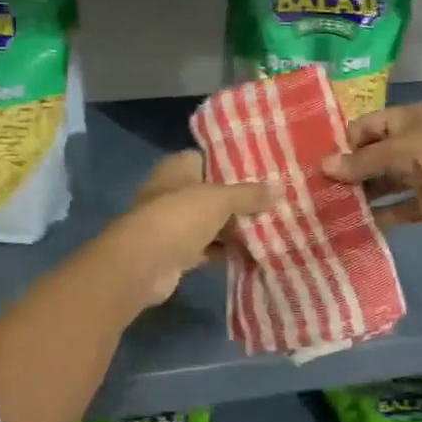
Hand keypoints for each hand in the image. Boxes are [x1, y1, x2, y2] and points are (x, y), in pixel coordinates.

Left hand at [97, 151, 271, 309]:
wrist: (142, 264)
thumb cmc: (179, 217)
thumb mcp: (220, 199)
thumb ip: (249, 194)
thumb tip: (279, 190)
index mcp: (178, 167)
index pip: (210, 158)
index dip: (235, 164)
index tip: (264, 171)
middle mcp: (173, 190)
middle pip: (212, 192)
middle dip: (240, 199)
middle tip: (274, 202)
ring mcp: (172, 223)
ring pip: (211, 221)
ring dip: (234, 228)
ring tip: (271, 227)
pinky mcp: (176, 252)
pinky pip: (207, 247)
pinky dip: (225, 251)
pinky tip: (253, 254)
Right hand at [323, 102, 421, 233]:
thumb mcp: (396, 151)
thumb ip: (360, 162)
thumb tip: (323, 166)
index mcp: (407, 119)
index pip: (367, 126)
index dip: (344, 142)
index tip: (319, 162)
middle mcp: (413, 143)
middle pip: (374, 156)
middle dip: (350, 171)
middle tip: (318, 189)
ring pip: (385, 183)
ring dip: (363, 194)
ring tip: (331, 208)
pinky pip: (400, 208)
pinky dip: (382, 216)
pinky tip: (357, 224)